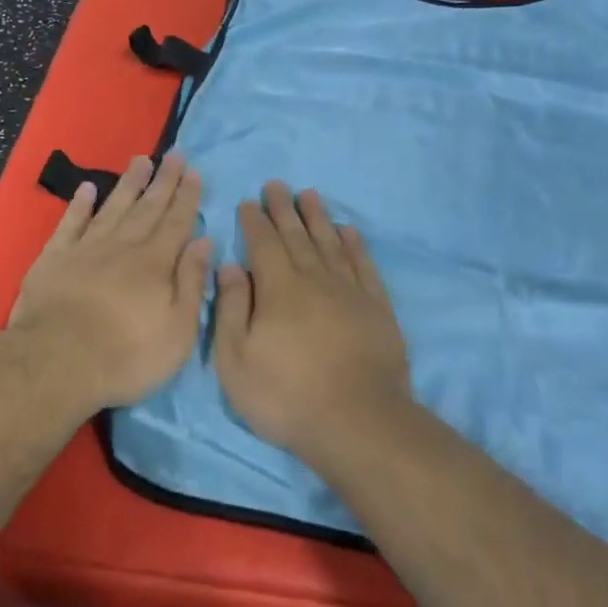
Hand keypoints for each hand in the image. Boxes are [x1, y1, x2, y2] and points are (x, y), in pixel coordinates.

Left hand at [8, 154, 213, 410]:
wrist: (57, 362)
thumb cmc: (127, 355)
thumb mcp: (178, 330)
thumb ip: (192, 283)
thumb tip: (203, 242)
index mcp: (155, 264)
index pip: (177, 223)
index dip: (187, 197)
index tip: (193, 172)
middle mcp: (123, 247)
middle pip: (147, 208)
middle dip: (163, 181)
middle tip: (174, 154)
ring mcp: (86, 249)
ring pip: (112, 208)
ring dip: (128, 184)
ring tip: (140, 160)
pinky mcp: (54, 259)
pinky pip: (70, 223)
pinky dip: (79, 205)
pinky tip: (86, 189)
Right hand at [213, 181, 412, 461]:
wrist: (357, 421)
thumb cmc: (285, 395)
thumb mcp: (235, 359)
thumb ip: (230, 308)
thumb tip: (231, 266)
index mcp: (278, 288)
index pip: (263, 243)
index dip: (255, 221)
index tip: (249, 202)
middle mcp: (315, 279)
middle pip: (297, 235)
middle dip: (284, 209)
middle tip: (277, 185)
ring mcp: (350, 291)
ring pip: (331, 243)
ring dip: (318, 218)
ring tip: (310, 195)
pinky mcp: (377, 308)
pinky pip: (364, 265)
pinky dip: (355, 245)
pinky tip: (349, 231)